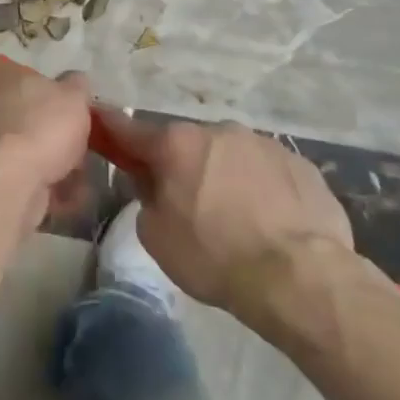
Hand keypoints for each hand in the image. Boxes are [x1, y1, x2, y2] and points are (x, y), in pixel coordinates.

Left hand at [0, 63, 92, 227]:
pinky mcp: (11, 180)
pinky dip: (61, 189)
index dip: (66, 96)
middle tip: (93, 144)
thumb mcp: (74, 95)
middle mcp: (7, 112)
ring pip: (44, 152)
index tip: (87, 110)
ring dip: (67, 164)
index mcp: (17, 84)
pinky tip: (79, 194)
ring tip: (88, 173)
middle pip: (44, 120)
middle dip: (68, 135)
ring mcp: (7, 148)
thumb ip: (78, 86)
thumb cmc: (47, 127)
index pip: (43, 83)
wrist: (17, 179)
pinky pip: (44, 181)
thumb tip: (78, 80)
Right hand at [102, 114, 354, 319]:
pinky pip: (267, 171)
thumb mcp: (157, 237)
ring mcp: (262, 143)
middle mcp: (218, 130)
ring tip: (238, 220)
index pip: (130, 129)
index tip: (99, 121)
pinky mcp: (299, 163)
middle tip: (189, 204)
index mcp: (176, 144)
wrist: (300, 278)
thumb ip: (146, 198)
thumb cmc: (215, 257)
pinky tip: (271, 223)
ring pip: (230, 155)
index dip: (111, 128)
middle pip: (188, 144)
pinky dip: (262, 189)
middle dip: (183, 166)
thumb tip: (154, 183)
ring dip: (225, 175)